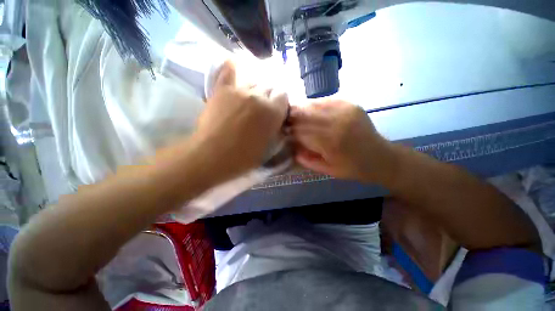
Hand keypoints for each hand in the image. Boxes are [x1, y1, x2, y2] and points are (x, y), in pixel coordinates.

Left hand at [194, 61, 288, 183]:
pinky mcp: (222, 89)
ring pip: (253, 81)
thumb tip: (278, 120)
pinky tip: (236, 67)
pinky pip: (229, 71)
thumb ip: (276, 129)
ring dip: (255, 89)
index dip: (281, 102)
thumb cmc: (245, 156)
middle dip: (270, 96)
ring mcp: (239, 90)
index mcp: (273, 111)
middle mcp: (259, 96)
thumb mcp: (269, 145)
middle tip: (264, 107)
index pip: (284, 95)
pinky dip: (234, 68)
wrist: (214, 155)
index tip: (278, 110)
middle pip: (269, 87)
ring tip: (251, 98)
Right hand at [290, 100, 394, 182]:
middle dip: (292, 116)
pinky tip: (310, 110)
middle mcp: (337, 122)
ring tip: (293, 113)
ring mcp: (345, 110)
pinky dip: (314, 105)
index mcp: (331, 142)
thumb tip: (291, 148)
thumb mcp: (327, 170)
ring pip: (314, 104)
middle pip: (305, 114)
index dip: (289, 129)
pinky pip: (326, 100)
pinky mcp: (350, 104)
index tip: (282, 130)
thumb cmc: (353, 168)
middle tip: (284, 119)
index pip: (301, 130)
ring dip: (301, 109)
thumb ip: (307, 160)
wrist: (381, 158)